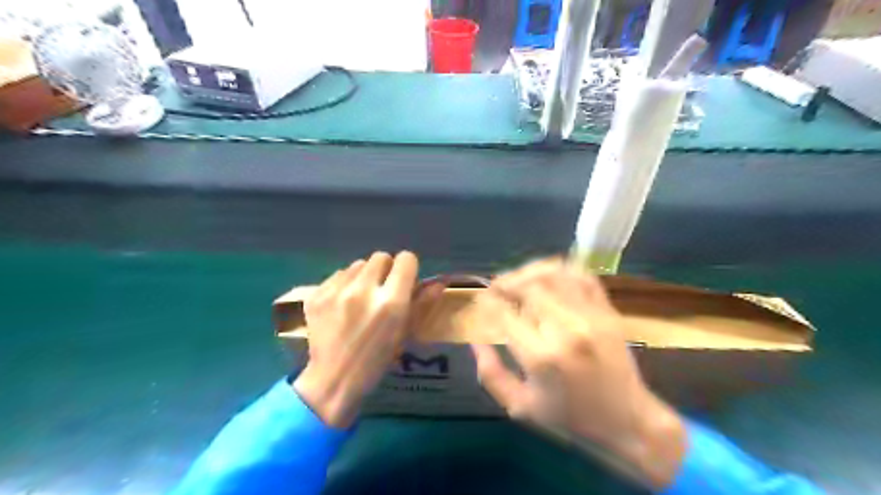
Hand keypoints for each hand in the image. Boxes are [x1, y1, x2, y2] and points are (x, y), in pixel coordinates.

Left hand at [292, 252, 439, 427]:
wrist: (333, 380)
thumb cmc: (377, 360)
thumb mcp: (405, 333)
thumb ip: (423, 303)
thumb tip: (439, 281)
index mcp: (391, 302)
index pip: (405, 259)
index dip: (407, 268)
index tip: (404, 280)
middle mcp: (364, 290)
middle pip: (381, 256)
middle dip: (385, 270)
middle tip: (382, 290)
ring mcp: (336, 291)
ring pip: (358, 264)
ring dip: (364, 276)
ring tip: (361, 298)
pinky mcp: (317, 294)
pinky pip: (338, 275)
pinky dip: (344, 284)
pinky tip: (342, 305)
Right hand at [475, 260, 686, 488]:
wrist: (628, 421)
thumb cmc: (570, 418)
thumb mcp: (520, 406)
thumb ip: (491, 374)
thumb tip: (475, 340)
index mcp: (541, 357)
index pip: (504, 313)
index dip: (487, 301)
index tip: (480, 300)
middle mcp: (566, 330)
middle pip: (528, 286)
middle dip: (505, 282)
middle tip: (496, 288)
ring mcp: (591, 316)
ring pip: (553, 274)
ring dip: (529, 271)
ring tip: (517, 279)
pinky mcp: (607, 311)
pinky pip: (582, 275)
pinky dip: (560, 269)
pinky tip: (547, 276)